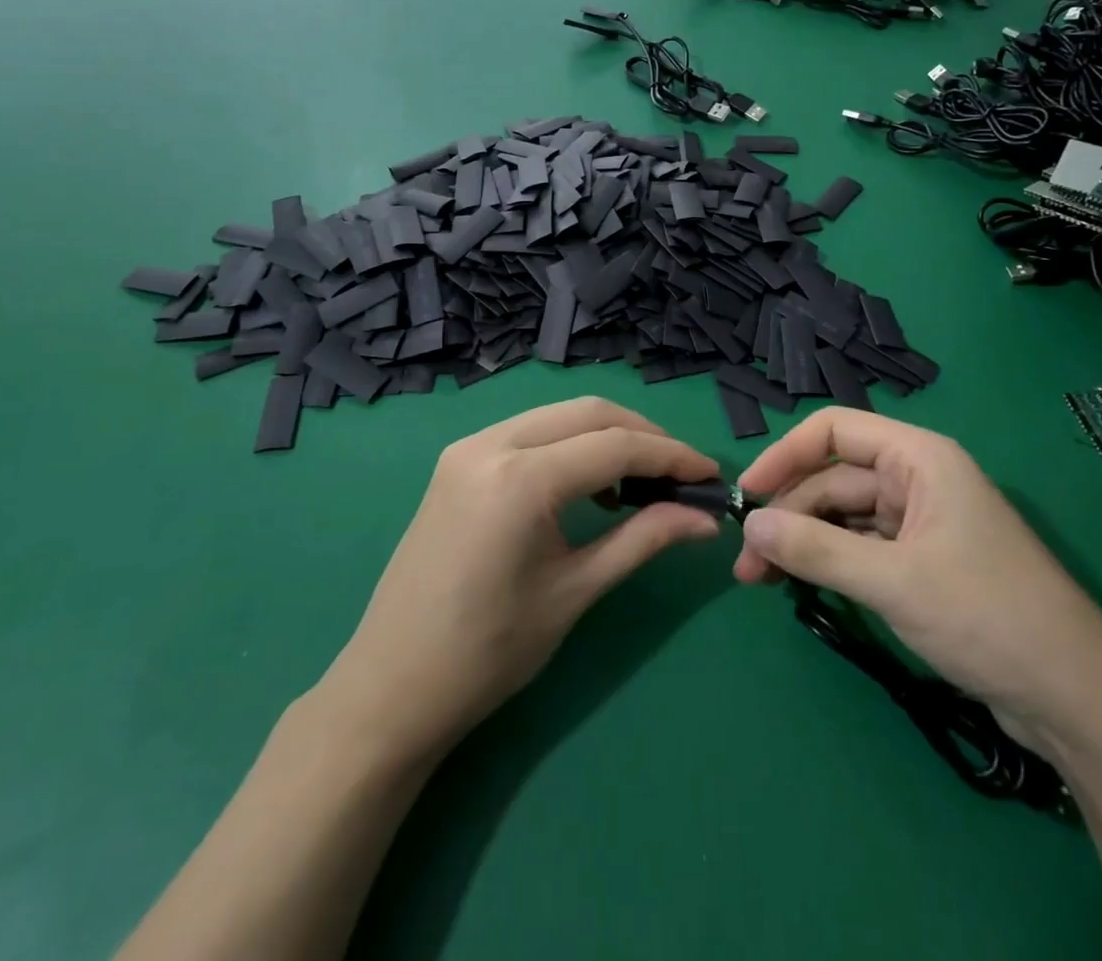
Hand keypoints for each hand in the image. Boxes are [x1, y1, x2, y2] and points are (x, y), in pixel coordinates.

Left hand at [317, 398, 720, 765]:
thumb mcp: (575, 592)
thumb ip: (643, 539)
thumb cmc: (488, 654)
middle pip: (588, 413)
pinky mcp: (457, 461)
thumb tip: (704, 519)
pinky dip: (568, 445)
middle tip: (680, 473)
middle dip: (642, 435)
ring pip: (557, 416)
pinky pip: (528, 432)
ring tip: (641, 480)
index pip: (614, 446)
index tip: (709, 474)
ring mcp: (468, 447)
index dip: (670, 455)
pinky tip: (588, 484)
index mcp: (520, 478)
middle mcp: (491, 444)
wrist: (391, 688)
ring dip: (606, 436)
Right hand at [732, 408, 1101, 748]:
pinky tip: (800, 584)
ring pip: (843, 516)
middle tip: (747, 562)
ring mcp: (921, 522)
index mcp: (919, 458)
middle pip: (834, 478)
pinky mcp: (923, 562)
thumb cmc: (987, 617)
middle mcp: (917, 479)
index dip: (785, 455)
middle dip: (788, 514)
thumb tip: (750, 526)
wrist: (1076, 699)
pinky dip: (829, 561)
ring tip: (761, 579)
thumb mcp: (893, 581)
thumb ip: (817, 549)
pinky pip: (861, 547)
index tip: (747, 494)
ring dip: (802, 541)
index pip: (835, 430)